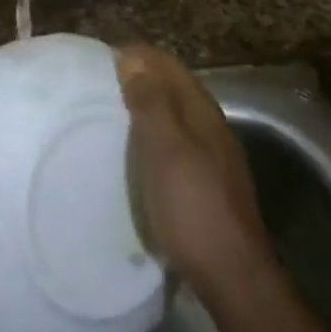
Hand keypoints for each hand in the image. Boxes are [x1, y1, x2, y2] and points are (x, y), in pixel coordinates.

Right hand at [116, 46, 271, 293]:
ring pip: (175, 116)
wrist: (232, 275)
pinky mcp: (206, 184)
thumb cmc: (194, 209)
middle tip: (98, 82)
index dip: (139, 56)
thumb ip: (151, 104)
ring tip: (108, 111)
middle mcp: (211, 129)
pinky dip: (151, 134)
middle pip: (175, 89)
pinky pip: (175, 142)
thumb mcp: (166, 152)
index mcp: (203, 114)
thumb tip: (133, 58)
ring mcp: (213, 158)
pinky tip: (133, 152)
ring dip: (146, 106)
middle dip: (141, 77)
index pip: (170, 67)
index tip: (101, 57)